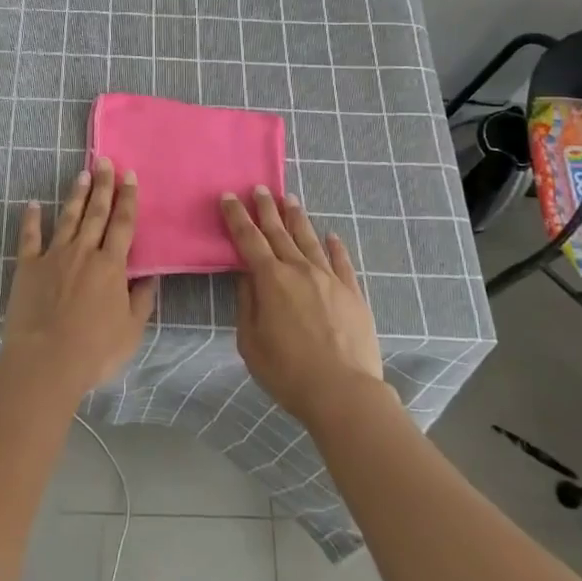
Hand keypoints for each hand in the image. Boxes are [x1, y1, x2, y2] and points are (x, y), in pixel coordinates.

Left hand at [2, 158, 158, 398]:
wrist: (46, 361)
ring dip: (76, 195)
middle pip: (96, 212)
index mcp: (111, 265)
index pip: (123, 224)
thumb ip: (141, 300)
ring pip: (68, 218)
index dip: (128, 199)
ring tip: (82, 173)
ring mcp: (53, 256)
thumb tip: (150, 277)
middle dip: (103, 185)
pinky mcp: (27, 267)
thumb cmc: (94, 350)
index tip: (130, 176)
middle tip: (105, 161)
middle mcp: (84, 252)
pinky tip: (32, 204)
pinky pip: (30, 237)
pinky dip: (31, 219)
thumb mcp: (131, 330)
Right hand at [222, 187, 388, 427]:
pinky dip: (335, 246)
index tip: (229, 196)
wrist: (343, 392)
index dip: (237, 217)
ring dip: (298, 218)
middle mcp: (299, 270)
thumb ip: (247, 304)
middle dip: (267, 209)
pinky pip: (342, 262)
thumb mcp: (251, 343)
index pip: (249, 240)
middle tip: (260, 188)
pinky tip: (331, 235)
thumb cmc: (288, 372)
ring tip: (290, 200)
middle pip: (279, 232)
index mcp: (271, 280)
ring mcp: (329, 279)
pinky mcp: (353, 293)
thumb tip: (246, 277)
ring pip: (310, 240)